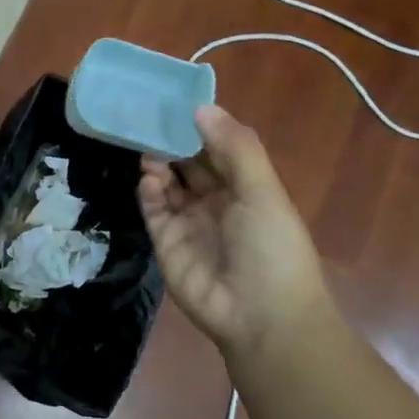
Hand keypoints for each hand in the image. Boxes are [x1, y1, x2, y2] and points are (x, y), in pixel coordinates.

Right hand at [138, 105, 335, 359]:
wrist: (260, 317)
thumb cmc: (272, 248)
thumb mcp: (262, 191)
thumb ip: (234, 148)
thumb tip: (201, 107)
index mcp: (246, 188)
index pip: (218, 148)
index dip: (199, 126)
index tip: (176, 101)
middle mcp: (216, 201)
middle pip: (188, 163)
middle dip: (171, 141)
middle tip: (147, 116)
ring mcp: (189, 221)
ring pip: (167, 182)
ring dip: (158, 163)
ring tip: (147, 147)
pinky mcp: (166, 242)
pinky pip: (153, 209)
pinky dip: (149, 191)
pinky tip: (150, 180)